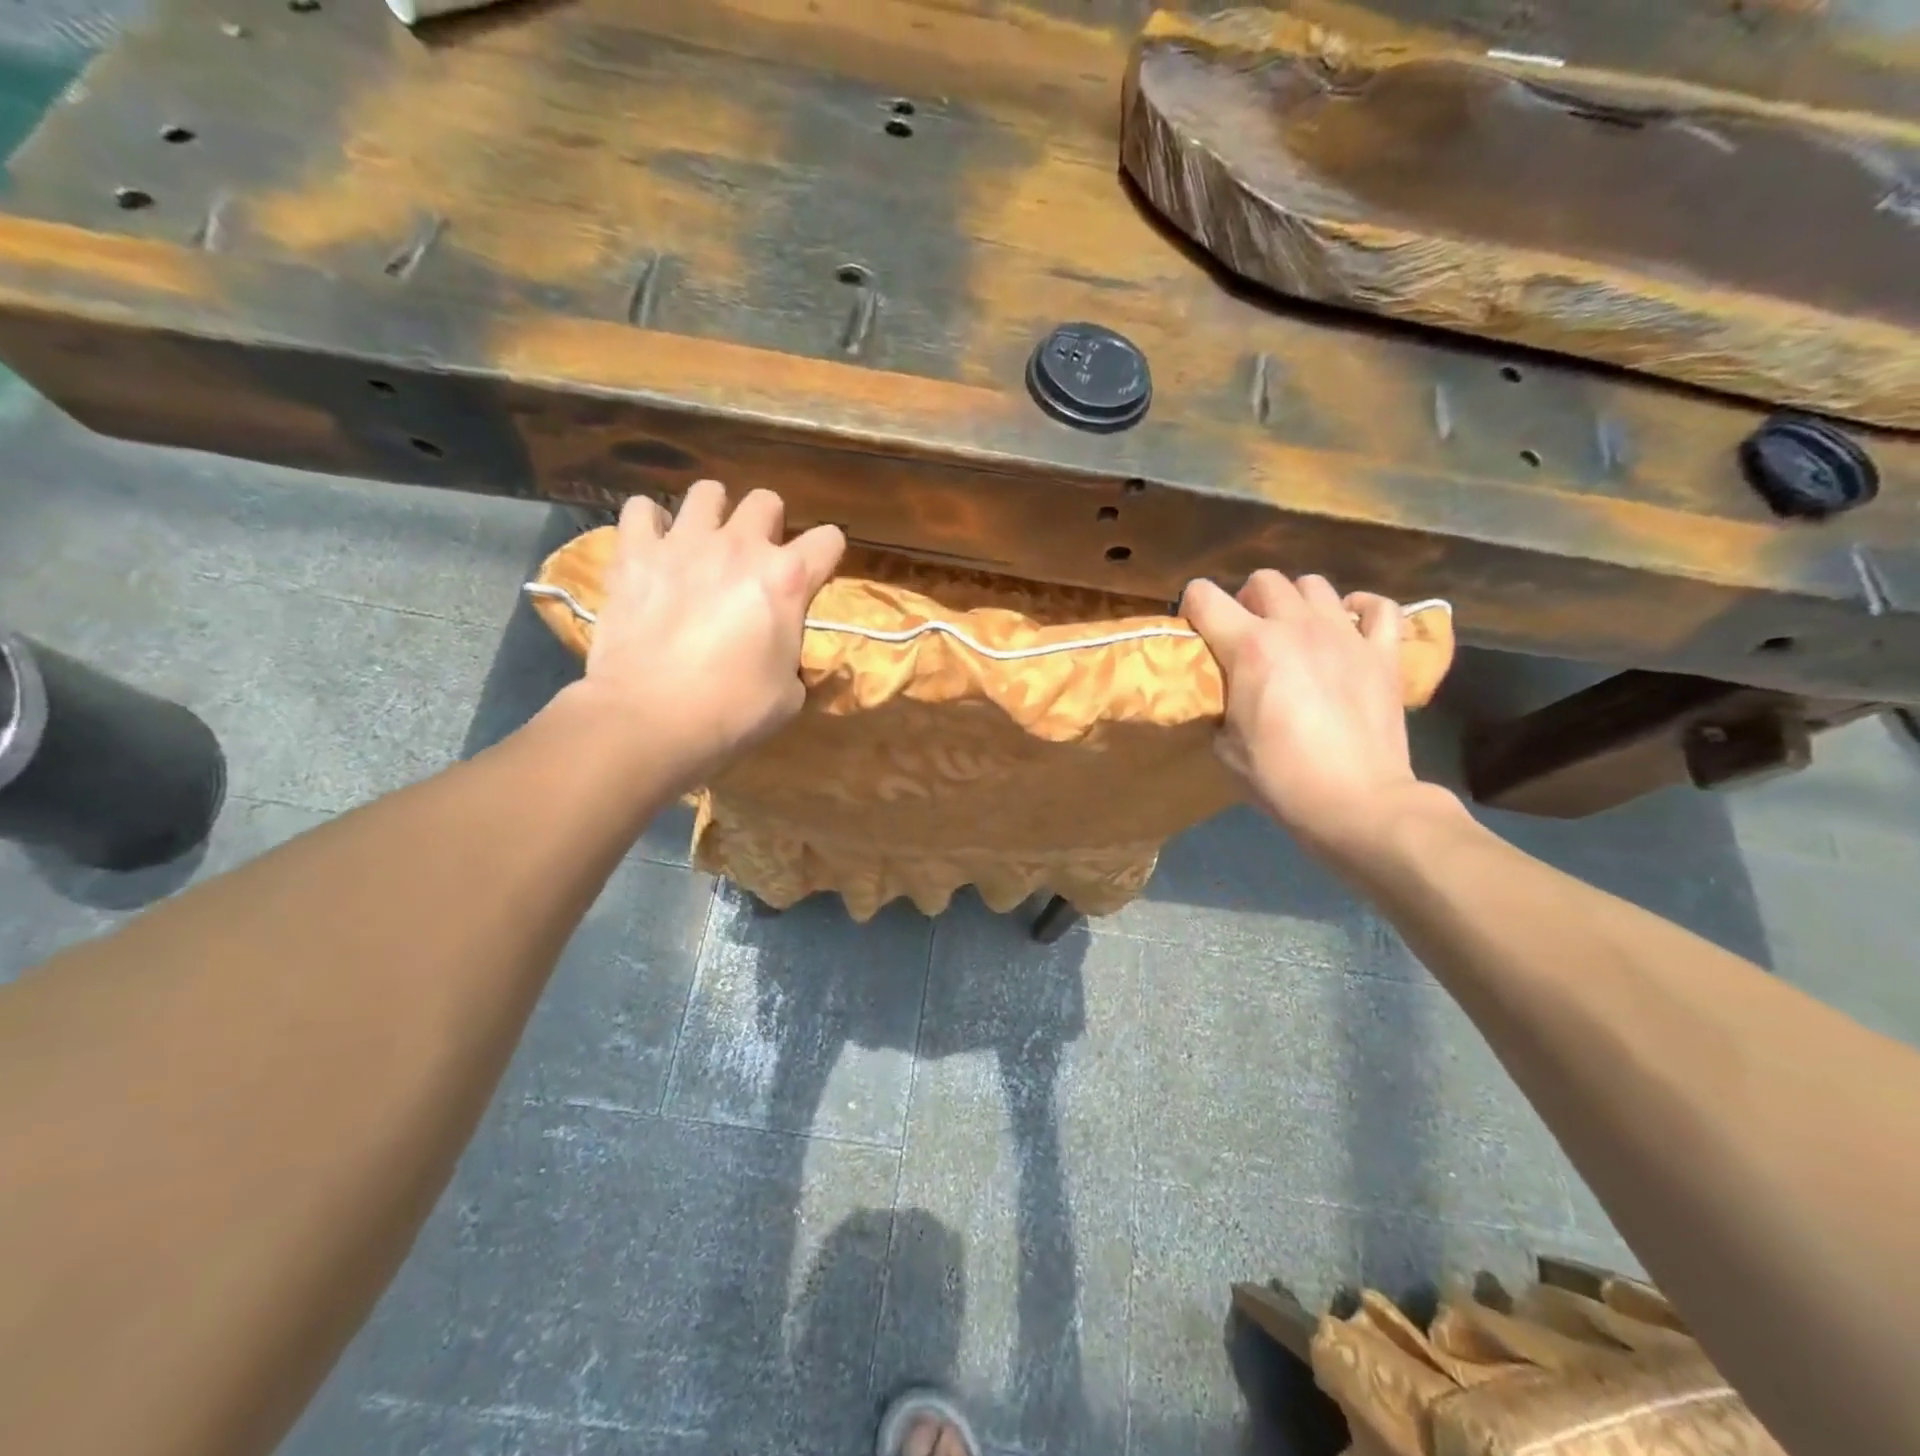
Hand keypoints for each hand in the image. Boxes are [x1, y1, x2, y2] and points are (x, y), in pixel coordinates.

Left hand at [569, 480, 844, 784]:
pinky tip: (653, 547)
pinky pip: (641, 509)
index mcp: (787, 579)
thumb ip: (792, 654)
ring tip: (705, 543)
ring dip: (713, 514)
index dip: (827, 555)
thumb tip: (781, 651)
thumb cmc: (733, 711)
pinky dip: (650, 524)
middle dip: (769, 525)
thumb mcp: (790, 693)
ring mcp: (683, 542)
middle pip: (767, 501)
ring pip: (706, 492)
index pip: (829, 539)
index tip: (817, 573)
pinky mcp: (634, 553)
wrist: (651, 718)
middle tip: (756, 558)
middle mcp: (740, 546)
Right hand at [1182, 571, 1452, 867]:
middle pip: (1263, 580)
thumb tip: (1223, 698)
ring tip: (1295, 632)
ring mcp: (1345, 635)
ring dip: (1296, 602)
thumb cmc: (1280, 778)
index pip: (1204, 597)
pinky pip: (1379, 606)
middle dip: (1247, 601)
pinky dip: (1361, 609)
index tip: (1196, 631)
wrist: (1356, 802)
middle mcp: (1295, 627)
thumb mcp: (1225, 747)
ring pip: (1314, 585)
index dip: (1192, 607)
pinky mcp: (1383, 653)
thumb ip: (1219, 707)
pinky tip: (1350, 625)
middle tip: (1247, 635)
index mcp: (1249, 647)